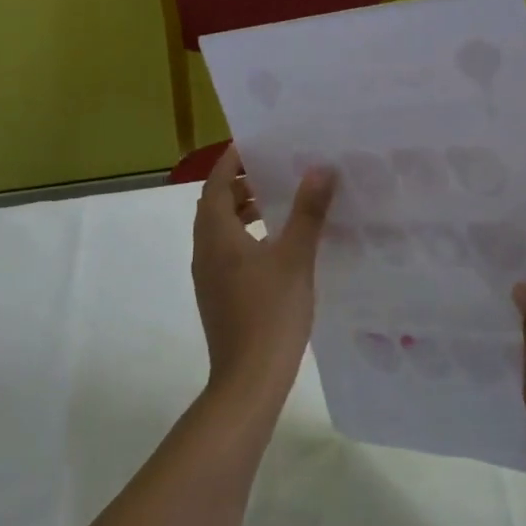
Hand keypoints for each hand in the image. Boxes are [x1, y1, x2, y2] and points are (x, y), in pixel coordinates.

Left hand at [191, 145, 336, 410]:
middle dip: (241, 184)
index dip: (232, 161)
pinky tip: (279, 248)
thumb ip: (307, 212)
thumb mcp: (295, 257)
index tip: (256, 143)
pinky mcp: (220, 296)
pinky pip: (229, 252)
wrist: (249, 381)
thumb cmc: (270, 313)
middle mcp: (206, 252)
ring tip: (280, 204)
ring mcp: (210, 277)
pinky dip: (248, 237)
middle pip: (216, 205)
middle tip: (275, 171)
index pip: (216, 184)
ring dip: (245, 212)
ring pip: (222, 230)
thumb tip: (320, 168)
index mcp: (217, 236)